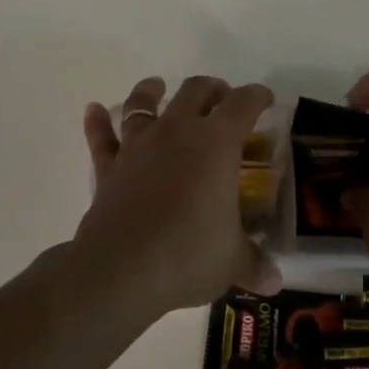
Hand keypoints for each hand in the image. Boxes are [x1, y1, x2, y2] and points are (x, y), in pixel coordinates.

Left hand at [74, 75, 281, 315]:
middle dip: (212, 89)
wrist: (122, 268)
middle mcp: (177, 132)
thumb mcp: (232, 262)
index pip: (243, 104)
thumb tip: (275, 282)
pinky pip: (101, 137)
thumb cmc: (188, 254)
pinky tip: (94, 110)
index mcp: (217, 144)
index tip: (265, 99)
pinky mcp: (109, 167)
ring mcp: (138, 146)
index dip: (257, 96)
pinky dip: (98, 122)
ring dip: (151, 91)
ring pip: (143, 103)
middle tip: (221, 98)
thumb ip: (254, 265)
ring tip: (157, 86)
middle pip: (195, 91)